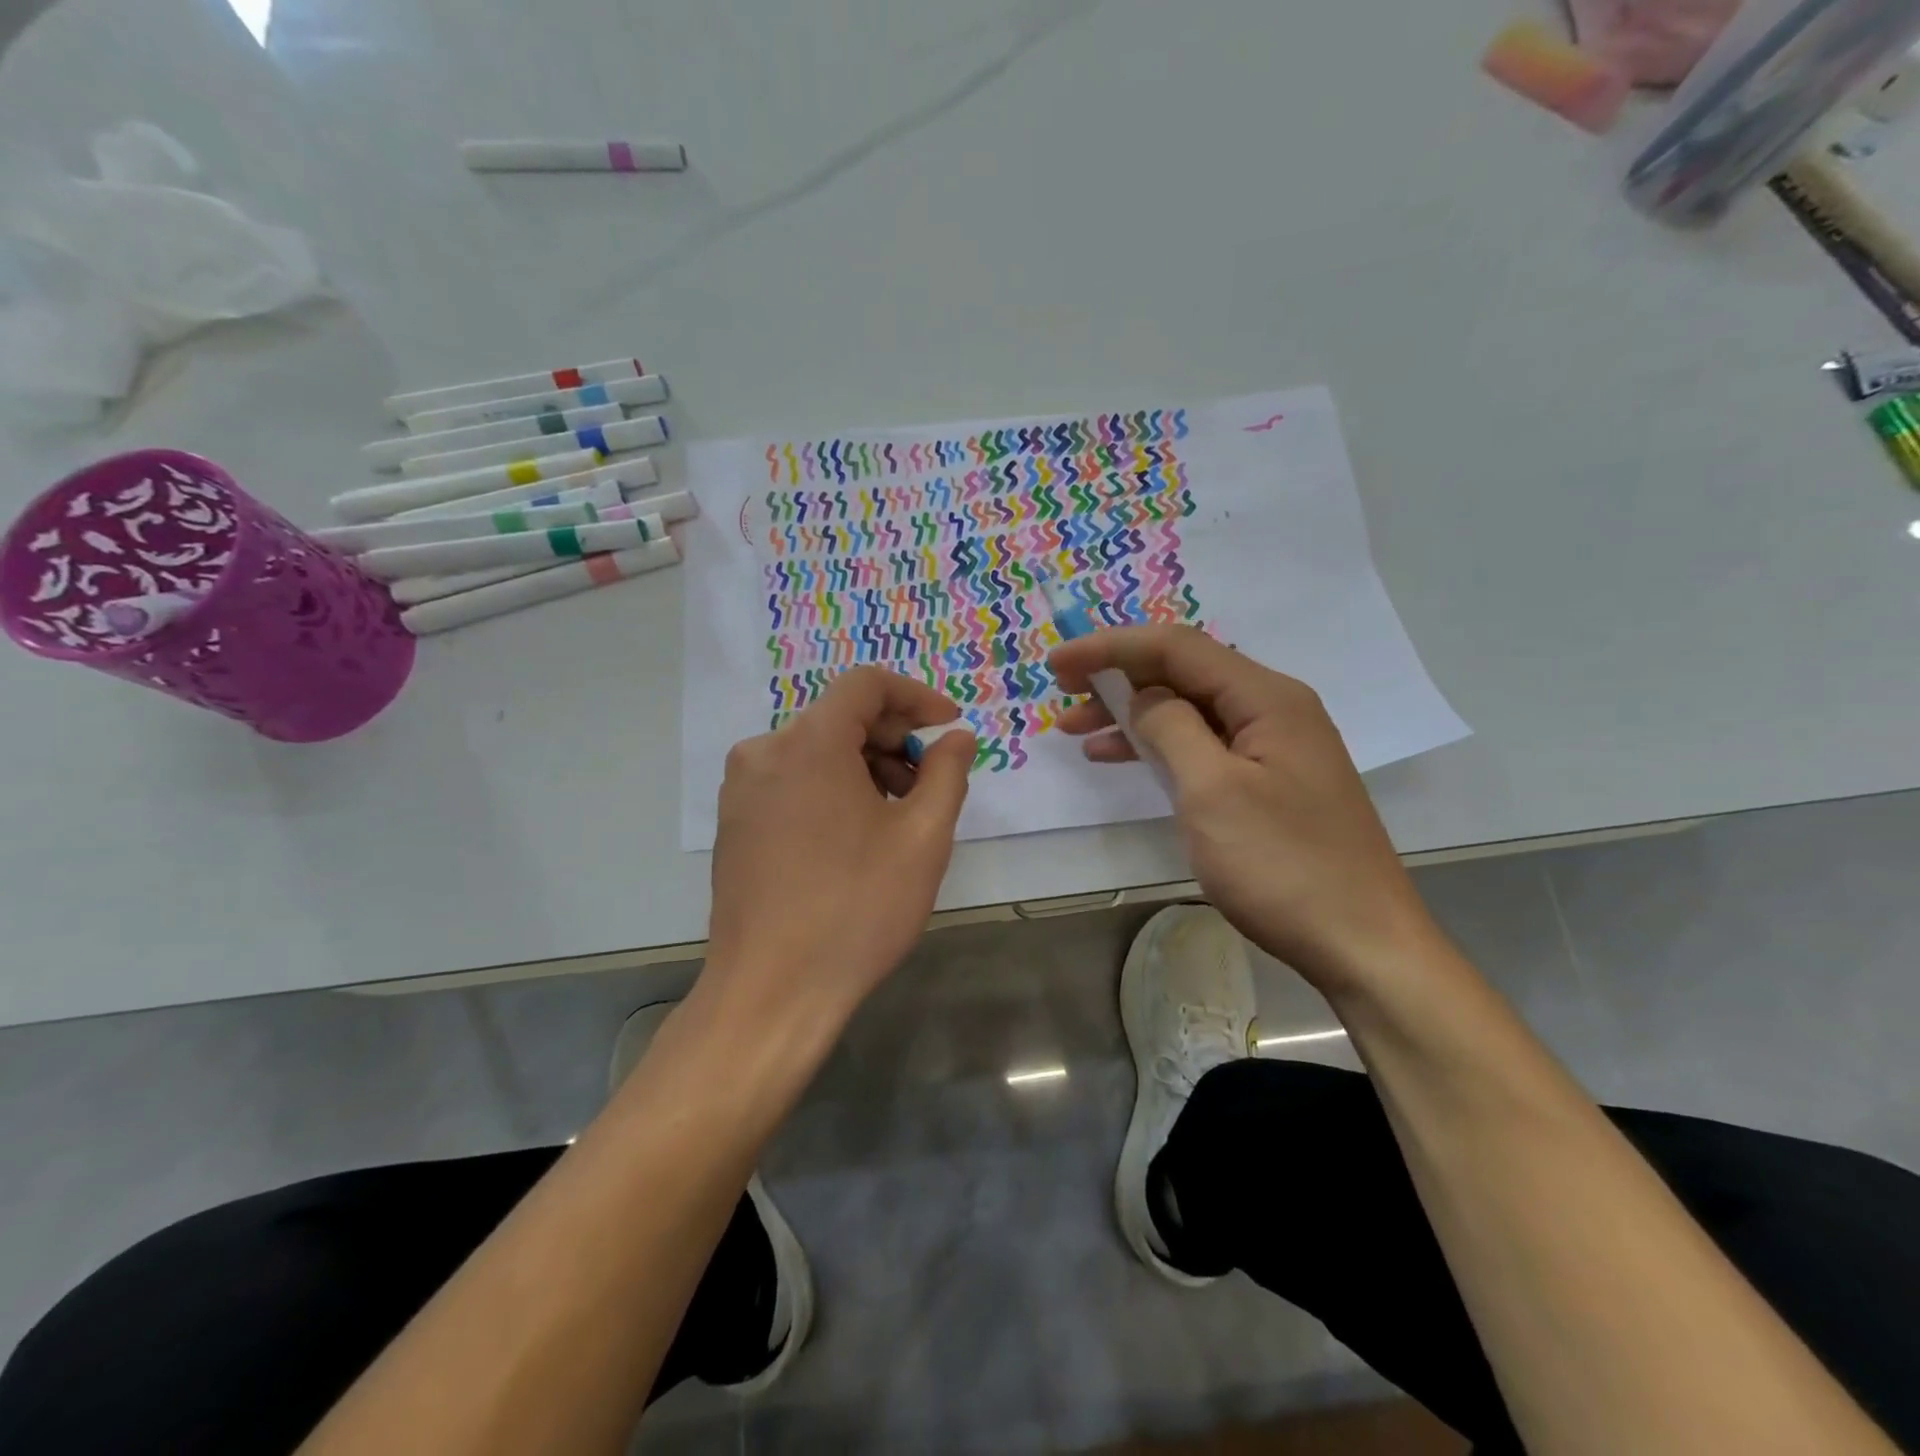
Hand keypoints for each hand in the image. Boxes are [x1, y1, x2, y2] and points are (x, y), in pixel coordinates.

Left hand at [704, 668, 974, 1031]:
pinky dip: (831, 787)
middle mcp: (765, 752)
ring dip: (864, 765)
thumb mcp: (923, 839)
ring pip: (816, 750)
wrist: (771, 991)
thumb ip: (947, 773)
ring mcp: (742, 788)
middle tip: (930, 781)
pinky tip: (855, 834)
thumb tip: (957, 737)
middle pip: (839, 716)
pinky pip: (791, 780)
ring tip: (898, 815)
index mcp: (809, 743)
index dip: (916, 696)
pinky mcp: (734, 822)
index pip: (866, 685)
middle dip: (893, 737)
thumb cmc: (856, 909)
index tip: (949, 725)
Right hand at [1051, 626, 1434, 993]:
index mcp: (1266, 698)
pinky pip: (1202, 745)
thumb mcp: (1213, 792)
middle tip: (1062, 693)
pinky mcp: (1267, 782)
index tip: (1057, 664)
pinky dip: (1157, 746)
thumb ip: (1171, 729)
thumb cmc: (1283, 865)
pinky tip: (1121, 757)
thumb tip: (1141, 697)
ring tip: (1076, 730)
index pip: (1177, 647)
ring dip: (1131, 714)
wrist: (1361, 944)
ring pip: (1189, 710)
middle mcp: (1273, 709)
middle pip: (1183, 672)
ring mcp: (1273, 748)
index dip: (1111, 647)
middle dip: (1118, 677)